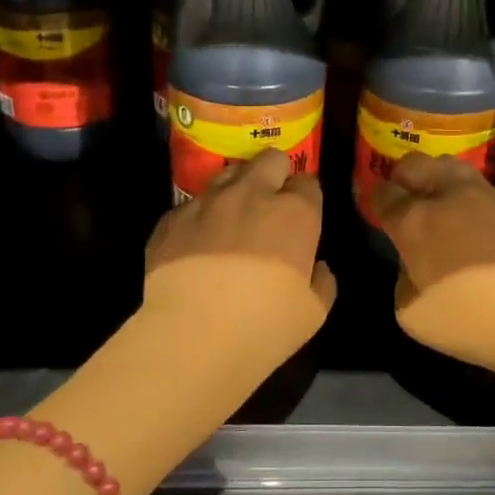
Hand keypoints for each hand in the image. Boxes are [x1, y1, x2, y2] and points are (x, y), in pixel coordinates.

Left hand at [145, 150, 336, 331]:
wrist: (193, 334)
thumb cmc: (265, 324)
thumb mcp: (314, 313)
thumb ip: (322, 283)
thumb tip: (318, 269)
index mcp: (295, 213)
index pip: (308, 183)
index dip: (306, 197)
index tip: (303, 214)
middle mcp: (252, 195)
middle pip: (269, 160)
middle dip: (275, 172)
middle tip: (272, 200)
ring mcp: (207, 203)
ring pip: (227, 173)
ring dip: (236, 187)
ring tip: (233, 214)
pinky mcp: (171, 219)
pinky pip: (190, 206)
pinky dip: (199, 217)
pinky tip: (197, 242)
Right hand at [367, 153, 494, 372]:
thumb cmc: (467, 321)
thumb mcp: (410, 312)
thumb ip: (405, 277)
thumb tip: (417, 262)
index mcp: (415, 221)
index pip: (383, 193)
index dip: (376, 200)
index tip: (379, 211)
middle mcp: (450, 196)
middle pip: (416, 164)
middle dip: (404, 177)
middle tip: (406, 199)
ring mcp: (489, 197)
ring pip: (454, 167)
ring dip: (441, 180)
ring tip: (444, 206)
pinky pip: (489, 195)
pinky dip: (477, 206)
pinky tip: (485, 233)